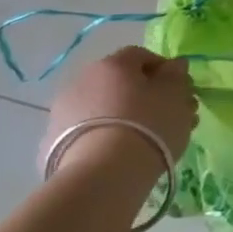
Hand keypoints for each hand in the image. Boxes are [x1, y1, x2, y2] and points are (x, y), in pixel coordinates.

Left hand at [41, 46, 198, 177]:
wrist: (102, 176)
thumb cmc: (148, 125)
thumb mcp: (175, 95)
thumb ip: (176, 75)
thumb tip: (174, 66)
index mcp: (113, 63)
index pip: (142, 56)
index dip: (165, 71)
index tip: (180, 92)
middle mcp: (83, 80)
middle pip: (121, 83)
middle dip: (147, 97)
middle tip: (169, 119)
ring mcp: (63, 112)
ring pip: (104, 108)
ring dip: (126, 118)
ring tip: (147, 142)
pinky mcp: (52, 144)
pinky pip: (89, 133)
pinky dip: (105, 138)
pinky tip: (121, 157)